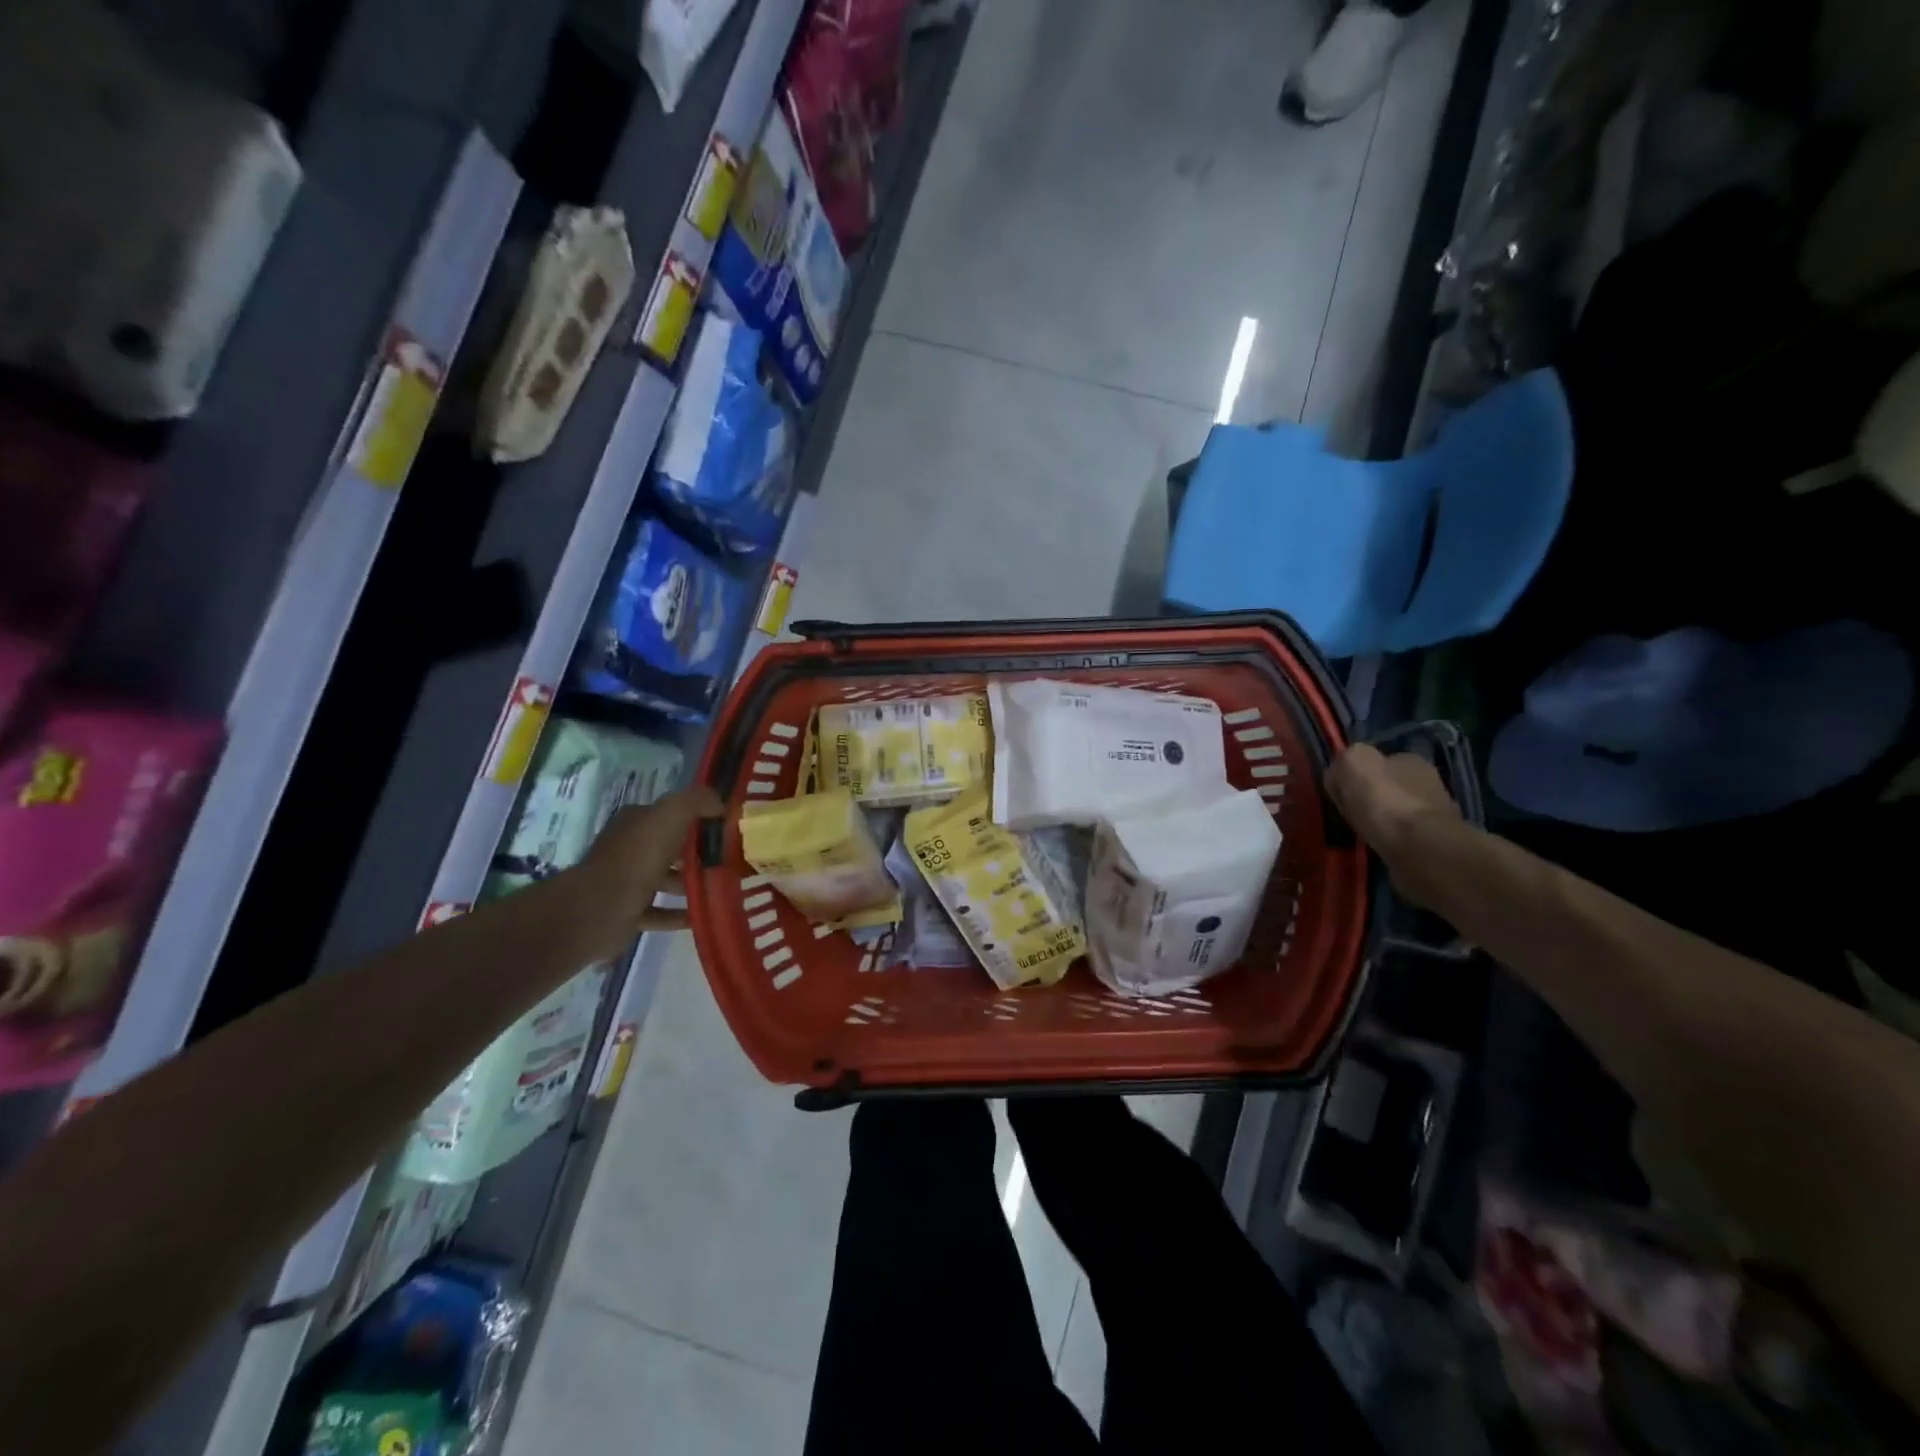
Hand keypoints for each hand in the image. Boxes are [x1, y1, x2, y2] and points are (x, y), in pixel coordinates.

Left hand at [573, 784, 724, 959]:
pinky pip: (660, 913)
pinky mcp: (627, 913)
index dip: (699, 820)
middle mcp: (629, 849)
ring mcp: (626, 882)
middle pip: (671, 849)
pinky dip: (680, 915)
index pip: (671, 816)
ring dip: (691, 885)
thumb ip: (696, 801)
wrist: (600, 907)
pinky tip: (703, 917)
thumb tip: (719, 802)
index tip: (727, 830)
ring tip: (723, 890)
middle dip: (699, 854)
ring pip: (666, 881)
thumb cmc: (637, 856)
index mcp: (636, 823)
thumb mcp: (671, 814)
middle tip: (731, 862)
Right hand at [1325, 745, 1459, 903]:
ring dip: (1382, 821)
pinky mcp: (1435, 843)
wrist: (1421, 849)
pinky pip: (1404, 836)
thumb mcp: (1353, 763)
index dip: (1356, 776)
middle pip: (1389, 787)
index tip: (1342, 793)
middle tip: (1352, 815)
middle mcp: (1428, 782)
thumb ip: (1345, 760)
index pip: (1377, 761)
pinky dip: (1391, 840)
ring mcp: (1436, 814)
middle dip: (1372, 799)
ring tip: (1364, 833)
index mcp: (1410, 760)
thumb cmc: (1386, 802)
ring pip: (1397, 812)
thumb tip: (1340, 774)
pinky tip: (1380, 847)